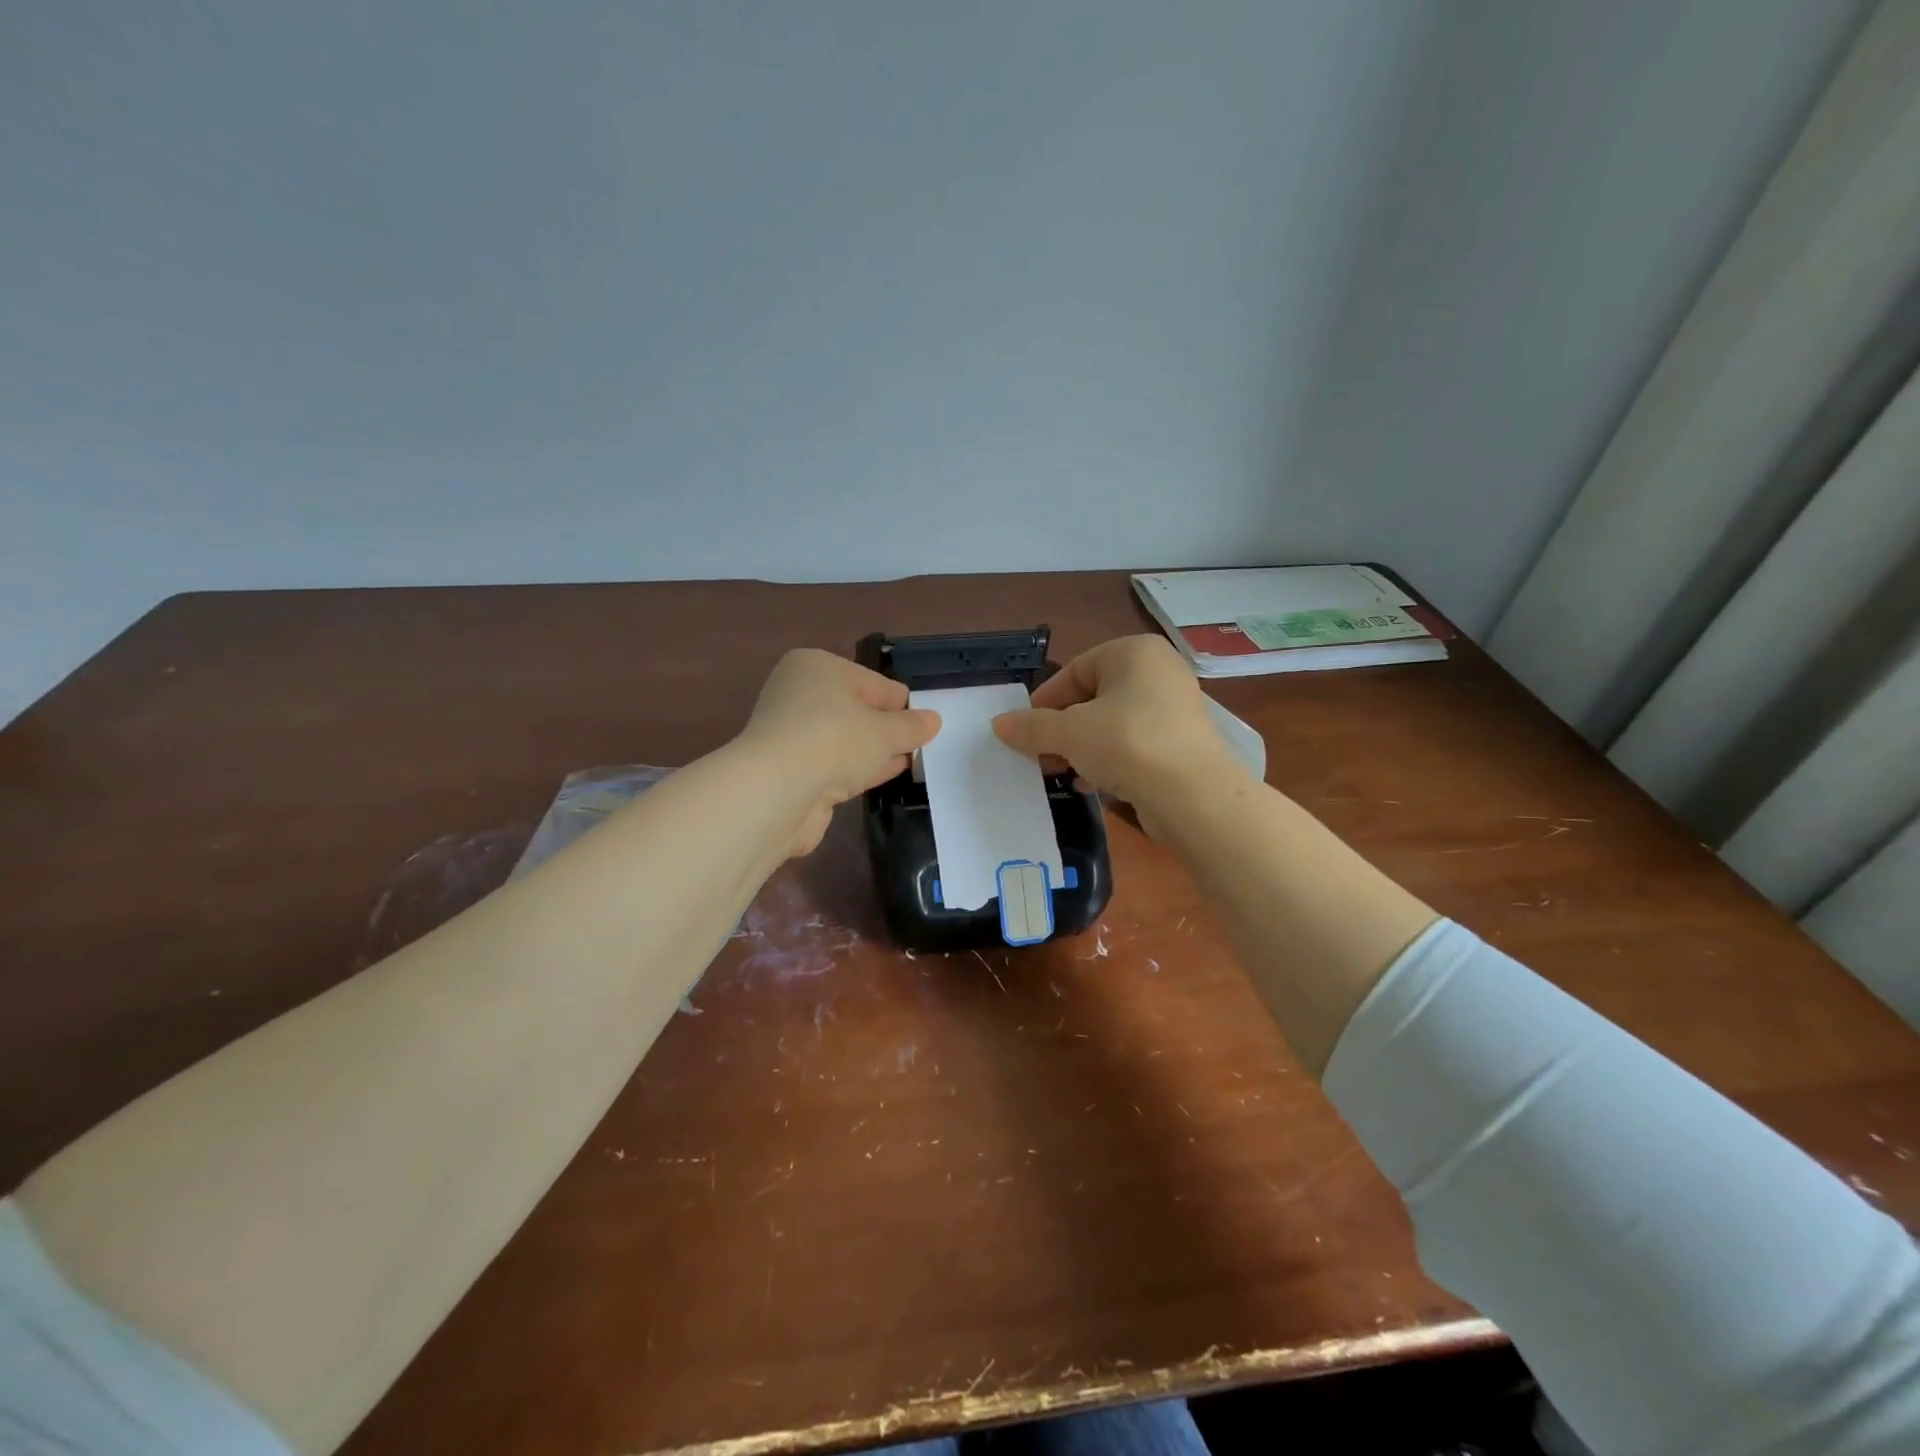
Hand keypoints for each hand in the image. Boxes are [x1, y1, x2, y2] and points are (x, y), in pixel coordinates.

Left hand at [735, 649, 941, 856]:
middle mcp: (799, 694)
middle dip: (887, 728)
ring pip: (846, 740)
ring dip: (874, 751)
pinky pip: (835, 765)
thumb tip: (933, 720)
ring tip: (912, 761)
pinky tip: (885, 776)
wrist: (778, 791)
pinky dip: (858, 770)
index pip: (874, 683)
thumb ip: (912, 726)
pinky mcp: (791, 770)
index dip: (902, 704)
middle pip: (857, 710)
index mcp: (817, 667)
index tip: (926, 724)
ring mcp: (792, 734)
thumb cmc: (835, 740)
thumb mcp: (886, 731)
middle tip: (922, 744)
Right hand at [992, 635, 1242, 818]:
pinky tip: (1090, 784)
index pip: (1075, 670)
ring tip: (1061, 773)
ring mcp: (1173, 708)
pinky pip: (1133, 745)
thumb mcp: (1069, 733)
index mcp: (1134, 653)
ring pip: (1111, 724)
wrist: (1193, 796)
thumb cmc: (1127, 744)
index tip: (1023, 731)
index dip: (1044, 701)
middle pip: (1092, 698)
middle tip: (1039, 756)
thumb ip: (1031, 727)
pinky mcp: (1180, 744)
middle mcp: (1158, 672)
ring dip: (1081, 748)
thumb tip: (999, 724)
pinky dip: (1108, 761)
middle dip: (1061, 729)